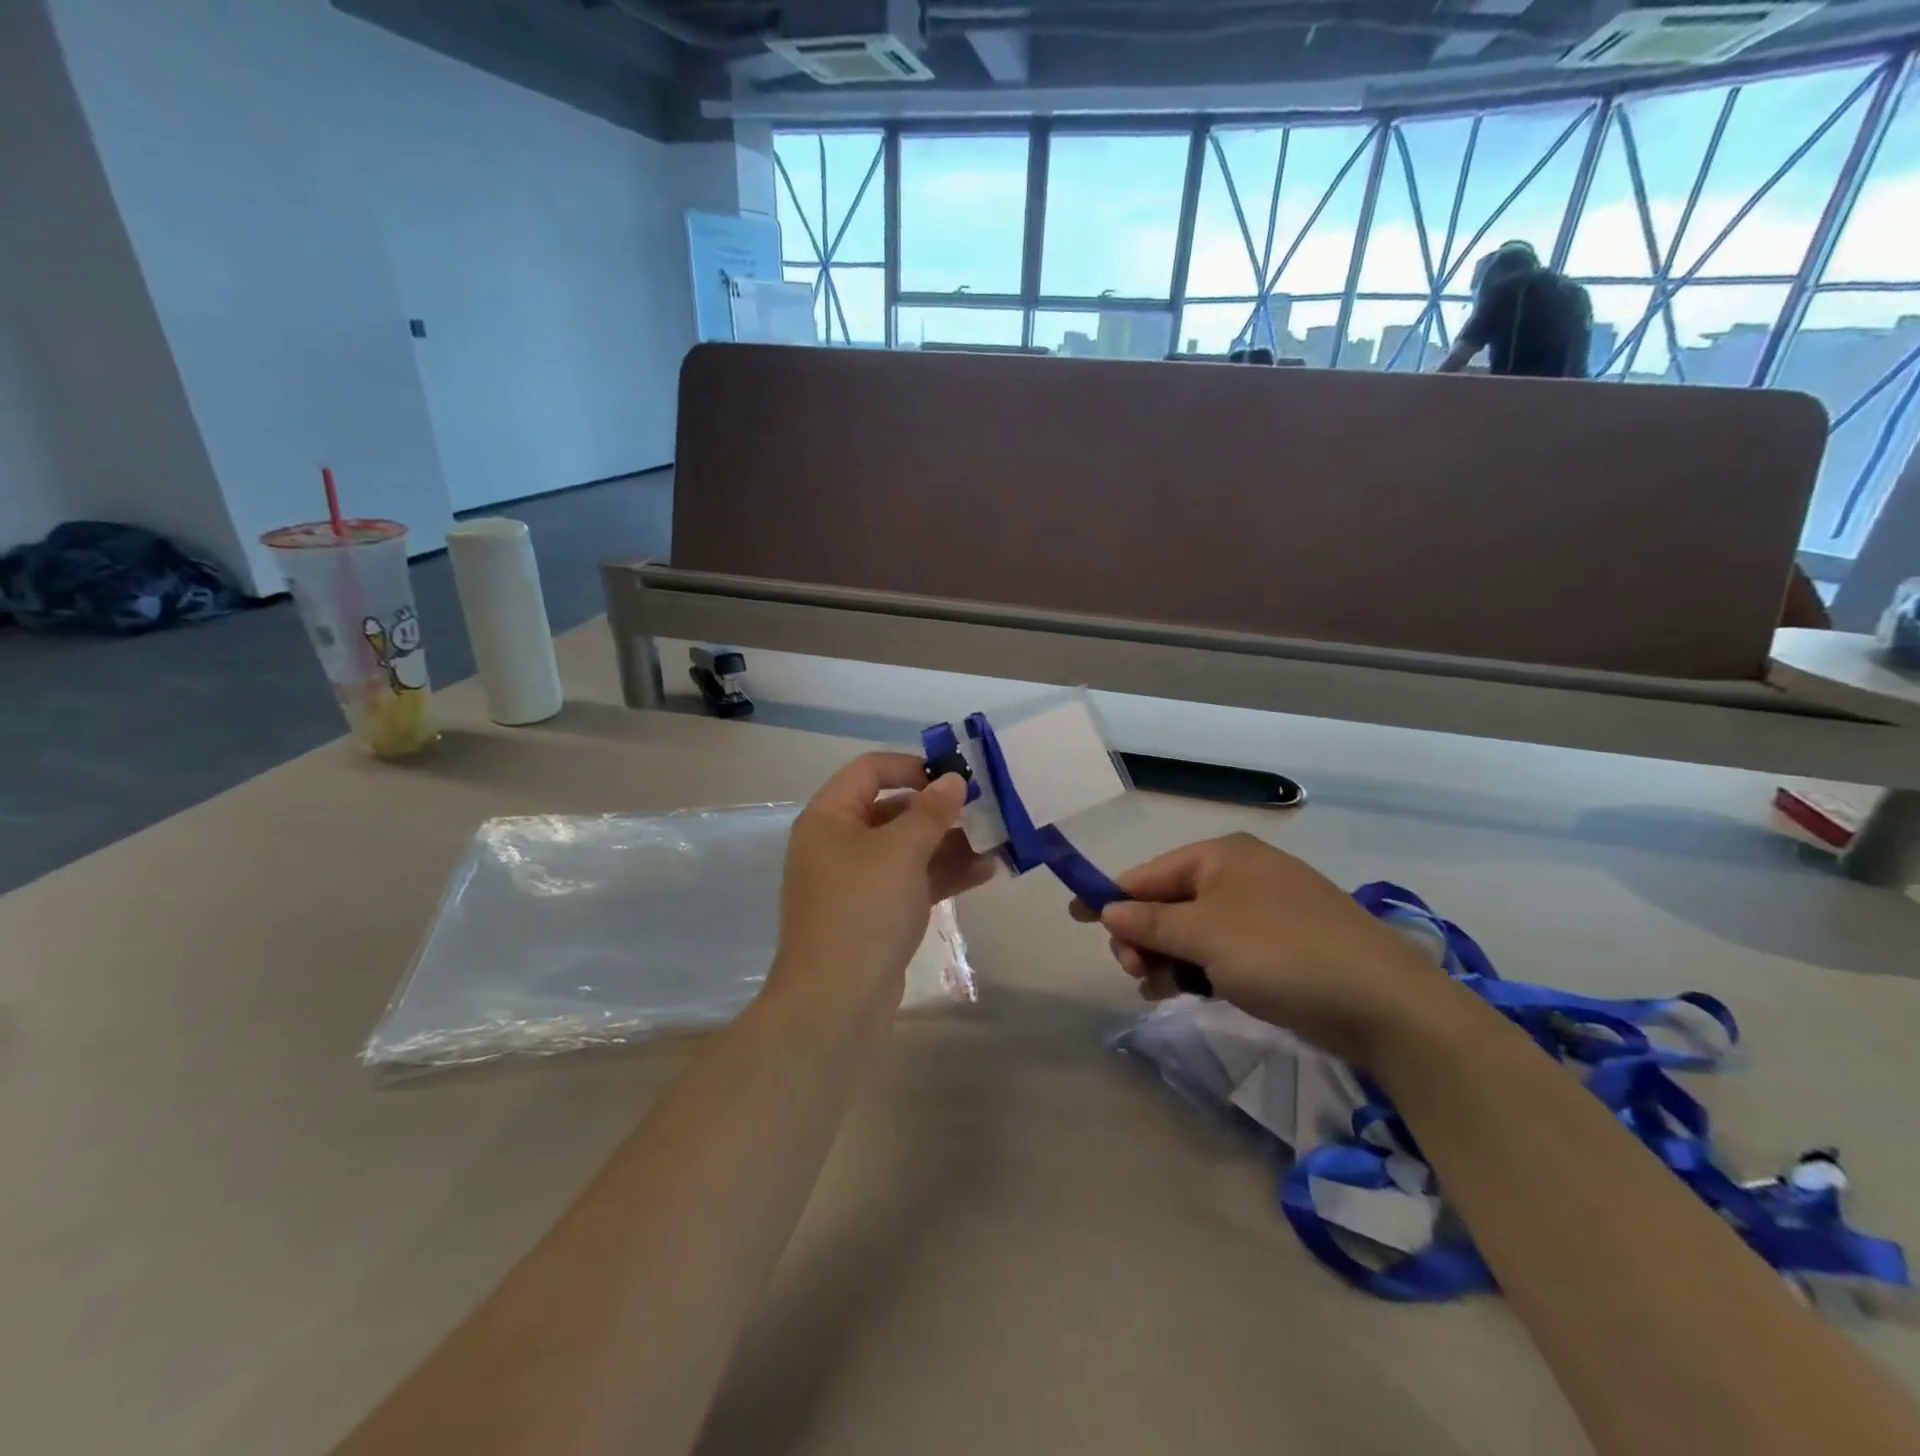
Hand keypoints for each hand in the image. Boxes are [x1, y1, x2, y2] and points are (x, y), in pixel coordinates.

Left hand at [770, 752, 994, 1007]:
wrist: (836, 1002)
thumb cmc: (863, 909)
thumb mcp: (901, 851)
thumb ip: (931, 811)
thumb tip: (953, 779)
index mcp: (829, 817)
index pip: (870, 770)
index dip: (912, 766)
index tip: (955, 777)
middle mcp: (838, 843)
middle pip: (893, 810)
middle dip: (941, 810)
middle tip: (987, 810)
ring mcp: (856, 881)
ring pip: (908, 849)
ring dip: (950, 844)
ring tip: (997, 843)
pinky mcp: (875, 913)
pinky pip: (911, 881)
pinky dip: (943, 874)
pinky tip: (986, 872)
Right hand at [1071, 833, 1458, 1066]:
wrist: (1384, 1003)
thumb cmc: (1281, 953)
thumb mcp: (1204, 935)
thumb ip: (1149, 922)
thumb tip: (1107, 911)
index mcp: (1222, 856)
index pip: (1149, 873)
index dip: (1110, 897)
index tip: (1076, 920)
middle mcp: (1241, 875)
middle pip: (1169, 903)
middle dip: (1144, 938)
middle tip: (1136, 975)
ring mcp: (1264, 911)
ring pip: (1194, 932)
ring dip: (1169, 958)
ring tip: (1163, 991)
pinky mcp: (1282, 947)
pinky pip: (1222, 951)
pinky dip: (1201, 969)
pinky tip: (1192, 993)